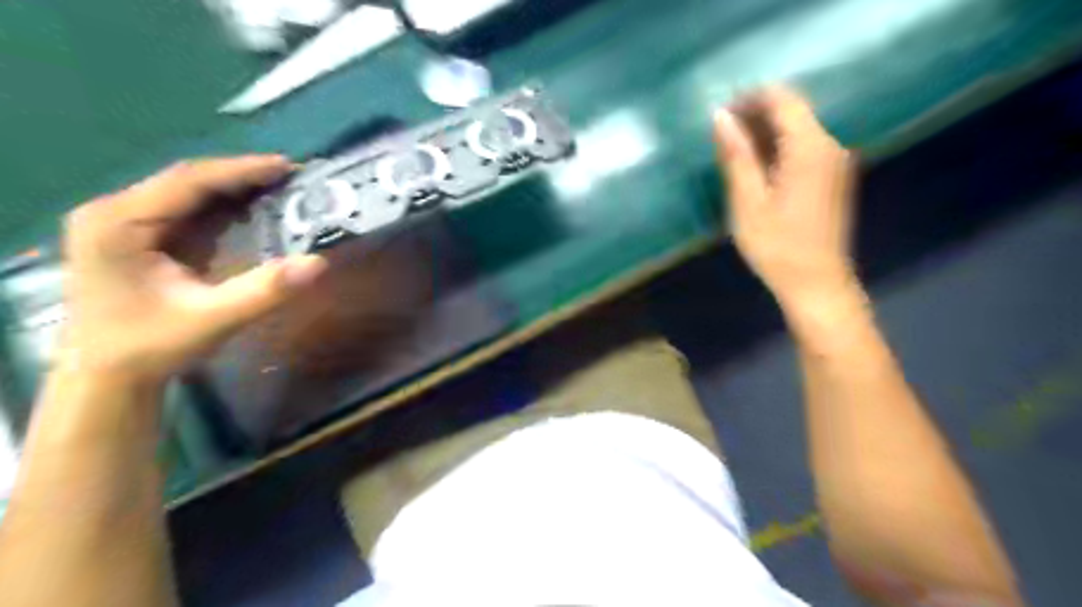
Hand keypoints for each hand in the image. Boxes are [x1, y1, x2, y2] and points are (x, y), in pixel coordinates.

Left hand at [60, 158, 326, 384]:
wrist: (105, 377)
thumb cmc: (151, 347)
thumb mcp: (212, 320)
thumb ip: (264, 291)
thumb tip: (318, 263)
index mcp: (118, 224)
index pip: (187, 182)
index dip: (240, 171)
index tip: (285, 166)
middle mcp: (113, 213)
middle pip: (186, 181)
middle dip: (241, 177)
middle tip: (291, 176)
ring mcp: (121, 224)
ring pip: (186, 193)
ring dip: (234, 190)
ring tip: (280, 188)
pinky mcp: (136, 238)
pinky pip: (186, 211)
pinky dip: (223, 208)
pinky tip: (252, 210)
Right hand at [716, 84, 858, 308]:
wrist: (817, 283)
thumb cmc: (777, 245)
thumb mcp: (748, 200)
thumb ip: (736, 154)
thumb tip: (720, 116)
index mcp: (809, 147)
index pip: (783, 99)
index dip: (750, 98)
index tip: (720, 113)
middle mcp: (829, 145)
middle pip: (792, 111)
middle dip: (755, 115)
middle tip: (719, 136)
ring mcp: (834, 162)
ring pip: (797, 130)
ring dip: (764, 133)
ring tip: (730, 152)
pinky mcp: (831, 178)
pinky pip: (802, 149)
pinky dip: (777, 149)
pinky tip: (755, 169)